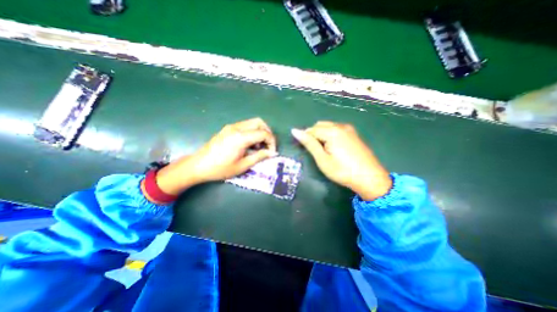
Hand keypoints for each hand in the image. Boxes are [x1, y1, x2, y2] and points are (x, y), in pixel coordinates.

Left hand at [154, 118, 275, 194]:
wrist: (198, 165)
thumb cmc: (221, 168)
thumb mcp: (243, 165)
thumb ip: (259, 156)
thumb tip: (272, 153)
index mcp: (241, 137)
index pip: (263, 133)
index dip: (271, 142)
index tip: (272, 152)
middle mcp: (237, 127)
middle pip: (259, 122)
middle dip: (268, 133)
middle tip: (268, 146)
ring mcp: (231, 126)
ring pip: (252, 122)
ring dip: (260, 132)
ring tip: (259, 147)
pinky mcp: (228, 128)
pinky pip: (245, 126)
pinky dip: (252, 132)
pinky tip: (249, 144)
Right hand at [292, 121, 390, 200]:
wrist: (370, 178)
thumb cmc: (342, 171)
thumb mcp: (322, 159)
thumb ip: (309, 143)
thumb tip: (295, 131)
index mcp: (332, 131)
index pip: (311, 130)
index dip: (305, 138)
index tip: (304, 149)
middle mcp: (340, 126)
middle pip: (319, 125)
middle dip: (313, 135)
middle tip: (314, 151)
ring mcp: (349, 129)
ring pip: (328, 126)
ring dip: (321, 134)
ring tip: (323, 150)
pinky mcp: (353, 134)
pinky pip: (336, 129)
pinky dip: (330, 135)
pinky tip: (333, 147)